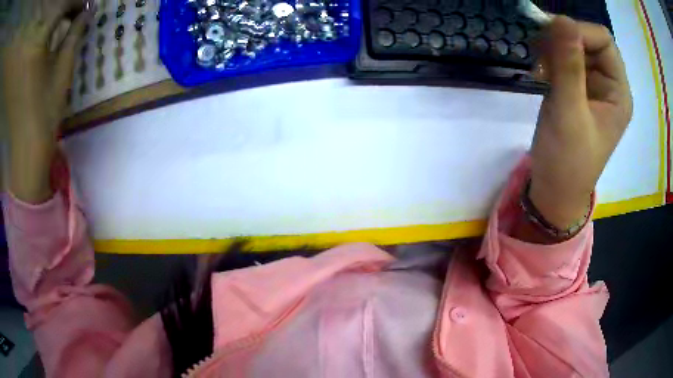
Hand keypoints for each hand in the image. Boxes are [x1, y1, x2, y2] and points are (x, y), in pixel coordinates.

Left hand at [3, 0, 91, 203]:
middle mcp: (27, 47)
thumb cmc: (45, 113)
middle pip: (48, 10)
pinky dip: (34, 37)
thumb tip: (86, 13)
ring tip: (54, 27)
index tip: (84, 8)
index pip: (61, 6)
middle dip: (60, 8)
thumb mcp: (63, 71)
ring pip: (38, 25)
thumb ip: (73, 36)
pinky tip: (38, 41)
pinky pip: (28, 45)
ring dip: (47, 20)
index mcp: (37, 43)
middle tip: (69, 14)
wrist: (24, 149)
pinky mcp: (15, 75)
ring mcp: (20, 62)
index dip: (75, 3)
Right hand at [529, 16, 632, 228]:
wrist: (555, 190)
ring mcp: (593, 86)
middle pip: (589, 40)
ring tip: (538, 66)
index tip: (550, 38)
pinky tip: (539, 71)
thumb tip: (561, 19)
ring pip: (574, 46)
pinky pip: (565, 59)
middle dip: (563, 39)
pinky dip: (549, 57)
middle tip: (539, 52)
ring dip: (553, 48)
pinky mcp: (578, 89)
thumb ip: (568, 66)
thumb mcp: (569, 113)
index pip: (604, 41)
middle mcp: (609, 84)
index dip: (579, 31)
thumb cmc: (567, 161)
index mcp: (618, 93)